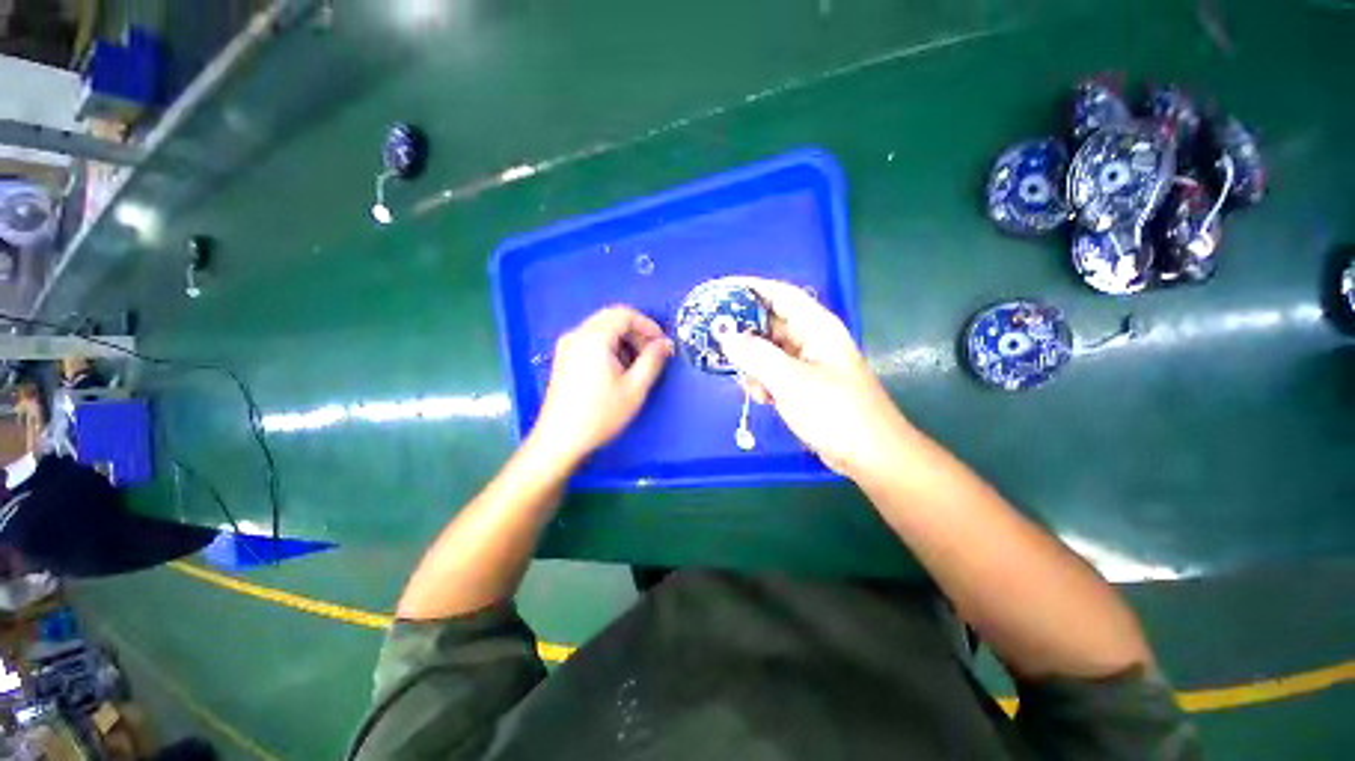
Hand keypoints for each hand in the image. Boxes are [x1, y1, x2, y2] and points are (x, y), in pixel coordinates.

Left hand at [529, 306, 672, 466]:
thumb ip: (653, 360)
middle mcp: (577, 334)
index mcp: (594, 337)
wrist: (561, 440)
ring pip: (602, 329)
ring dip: (624, 340)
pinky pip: (591, 340)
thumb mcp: (635, 388)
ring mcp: (567, 346)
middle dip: (637, 332)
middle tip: (652, 355)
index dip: (648, 325)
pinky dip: (610, 347)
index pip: (625, 314)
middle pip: (612, 318)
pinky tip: (617, 370)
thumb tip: (665, 343)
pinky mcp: (564, 358)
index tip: (662, 344)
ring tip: (637, 365)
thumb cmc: (601, 414)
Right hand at [717, 277, 912, 478]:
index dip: (752, 288)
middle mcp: (813, 340)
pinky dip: (765, 382)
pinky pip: (776, 373)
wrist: (870, 455)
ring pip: (770, 353)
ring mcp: (809, 364)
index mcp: (817, 327)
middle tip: (719, 346)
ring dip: (755, 366)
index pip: (781, 294)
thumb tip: (727, 337)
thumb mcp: (791, 381)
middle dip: (746, 337)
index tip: (722, 291)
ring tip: (751, 385)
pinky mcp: (805, 385)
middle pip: (771, 325)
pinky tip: (763, 399)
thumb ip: (756, 356)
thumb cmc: (835, 411)